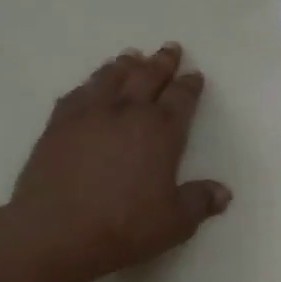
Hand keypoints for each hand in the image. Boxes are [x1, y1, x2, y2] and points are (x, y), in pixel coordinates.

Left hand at [7, 43, 231, 281]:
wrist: (56, 232)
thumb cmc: (124, 227)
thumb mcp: (174, 223)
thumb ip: (199, 202)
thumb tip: (223, 193)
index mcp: (161, 131)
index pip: (181, 99)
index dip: (190, 86)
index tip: (194, 75)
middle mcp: (126, 112)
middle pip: (148, 77)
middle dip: (162, 62)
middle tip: (169, 49)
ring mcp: (88, 114)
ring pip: (111, 77)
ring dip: (126, 65)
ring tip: (132, 56)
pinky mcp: (58, 125)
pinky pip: (78, 93)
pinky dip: (90, 84)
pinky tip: (90, 86)